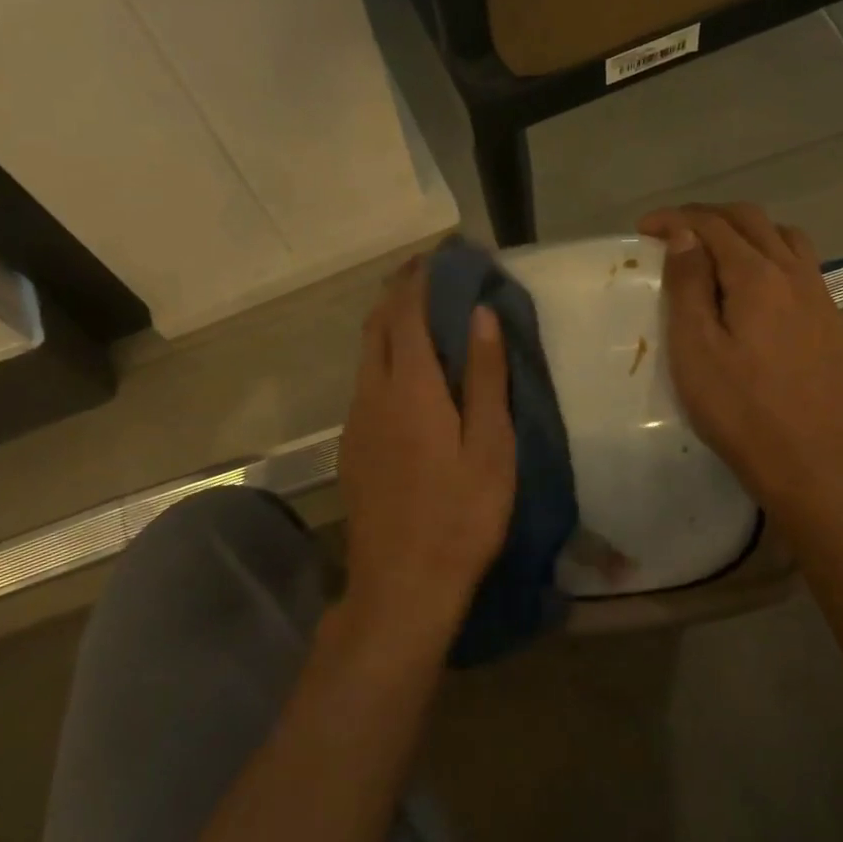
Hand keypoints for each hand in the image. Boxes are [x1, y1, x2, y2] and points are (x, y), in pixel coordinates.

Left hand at [338, 256, 516, 649]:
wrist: (401, 586)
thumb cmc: (460, 516)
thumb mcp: (490, 446)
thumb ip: (484, 377)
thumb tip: (480, 315)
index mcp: (410, 388)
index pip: (407, 313)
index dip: (420, 278)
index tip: (439, 255)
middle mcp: (372, 394)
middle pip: (376, 326)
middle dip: (398, 292)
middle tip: (428, 274)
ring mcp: (356, 423)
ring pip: (365, 356)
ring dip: (388, 324)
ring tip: (419, 313)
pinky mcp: (352, 448)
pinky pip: (364, 384)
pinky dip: (382, 358)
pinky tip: (404, 374)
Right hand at [639, 203, 842, 516]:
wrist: (807, 460)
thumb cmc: (738, 409)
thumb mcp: (695, 348)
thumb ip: (689, 285)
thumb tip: (684, 234)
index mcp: (758, 276)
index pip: (713, 226)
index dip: (675, 218)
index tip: (643, 229)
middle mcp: (795, 273)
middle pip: (752, 220)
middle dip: (709, 216)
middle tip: (673, 233)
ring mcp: (819, 296)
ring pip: (785, 237)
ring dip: (746, 231)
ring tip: (716, 251)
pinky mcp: (830, 320)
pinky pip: (801, 265)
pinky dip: (771, 254)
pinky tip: (755, 287)